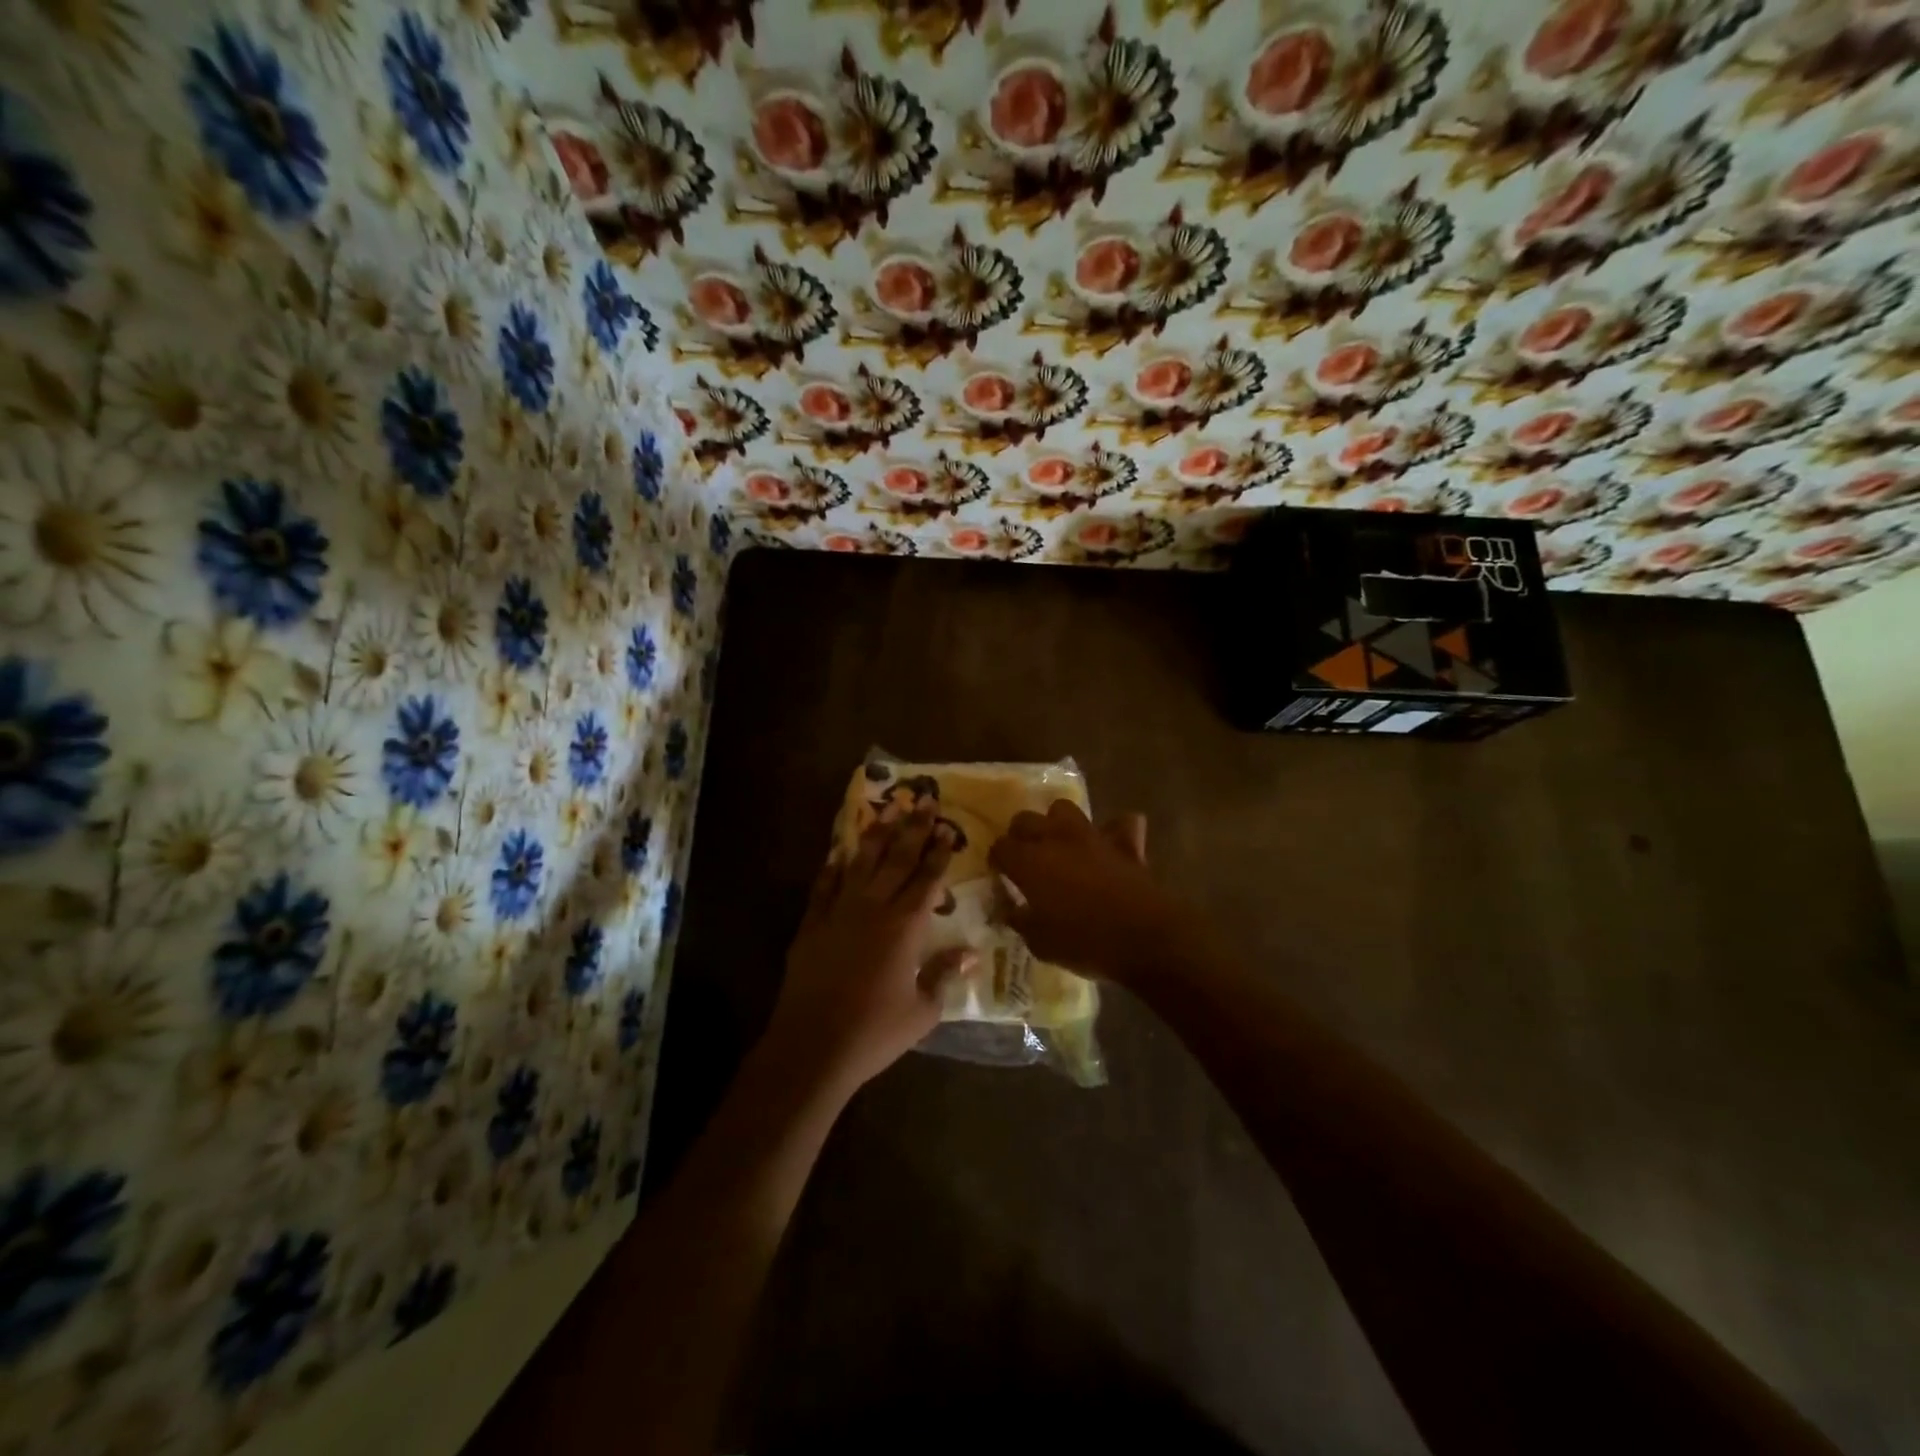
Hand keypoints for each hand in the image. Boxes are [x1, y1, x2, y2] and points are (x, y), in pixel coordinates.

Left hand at [765, 804, 973, 1096]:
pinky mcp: (812, 924)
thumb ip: (945, 976)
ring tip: (888, 809)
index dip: (939, 853)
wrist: (812, 1046)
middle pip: (897, 859)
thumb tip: (970, 953)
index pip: (927, 879)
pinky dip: (833, 866)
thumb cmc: (875, 1033)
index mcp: (905, 927)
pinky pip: (825, 885)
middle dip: (913, 828)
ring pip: (862, 863)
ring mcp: (839, 912)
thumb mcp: (923, 1011)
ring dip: (877, 834)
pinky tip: (840, 851)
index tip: (947, 828)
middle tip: (924, 800)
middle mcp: (874, 908)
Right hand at [988, 800, 1189, 986]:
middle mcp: (1056, 839)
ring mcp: (1092, 836)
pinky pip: (1119, 824)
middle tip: (1025, 859)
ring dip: (1058, 823)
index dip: (998, 860)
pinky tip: (1110, 846)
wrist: (1145, 938)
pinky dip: (1114, 831)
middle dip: (1020, 835)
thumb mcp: (1040, 943)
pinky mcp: (1124, 843)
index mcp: (1030, 861)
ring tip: (1060, 846)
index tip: (1001, 875)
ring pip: (1064, 809)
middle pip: (1026, 819)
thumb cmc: (1085, 943)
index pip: (1001, 847)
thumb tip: (1010, 909)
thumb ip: (1020, 920)